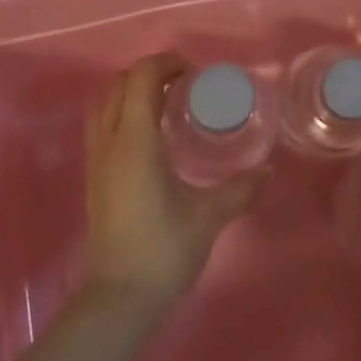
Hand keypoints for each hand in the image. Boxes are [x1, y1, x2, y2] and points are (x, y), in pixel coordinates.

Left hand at [83, 54, 268, 309]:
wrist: (120, 295)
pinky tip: (149, 137)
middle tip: (184, 86)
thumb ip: (241, 188)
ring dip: (131, 92)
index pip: (141, 78)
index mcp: (135, 141)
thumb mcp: (210, 215)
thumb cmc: (166, 248)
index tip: (195, 74)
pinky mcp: (92, 177)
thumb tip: (268, 171)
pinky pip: (100, 126)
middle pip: (119, 84)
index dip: (166, 64)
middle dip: (150, 74)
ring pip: (103, 104)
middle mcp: (109, 141)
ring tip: (164, 105)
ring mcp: (95, 159)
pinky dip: (120, 113)